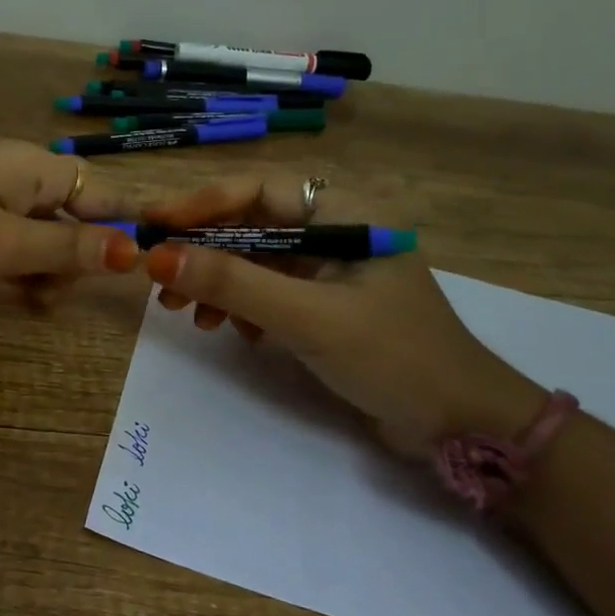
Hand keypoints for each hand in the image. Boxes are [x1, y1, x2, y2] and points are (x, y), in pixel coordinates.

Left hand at [0, 141, 140, 299]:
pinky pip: (5, 246)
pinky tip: (17, 299)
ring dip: (46, 270)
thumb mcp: (5, 246)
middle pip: (69, 217)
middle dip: (77, 258)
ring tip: (36, 305)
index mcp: (31, 168)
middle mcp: (12, 177)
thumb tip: (132, 250)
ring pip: (37, 236)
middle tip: (61, 296)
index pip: (98, 190)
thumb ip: (69, 249)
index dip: (122, 223)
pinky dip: (16, 271)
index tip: (141, 263)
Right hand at [142, 175, 543, 455]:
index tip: (154, 225)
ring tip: (188, 314)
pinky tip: (231, 330)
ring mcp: (329, 271)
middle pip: (250, 225)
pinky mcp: (325, 305)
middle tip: (160, 282)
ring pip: (255, 260)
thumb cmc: (392, 356)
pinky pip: (268, 291)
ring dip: (217, 283)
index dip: (200, 204)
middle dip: (203, 252)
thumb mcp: (307, 317)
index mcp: (344, 215)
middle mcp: (334, 233)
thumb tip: (157, 257)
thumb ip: (233, 283)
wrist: (460, 425)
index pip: (257, 190)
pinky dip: (241, 306)